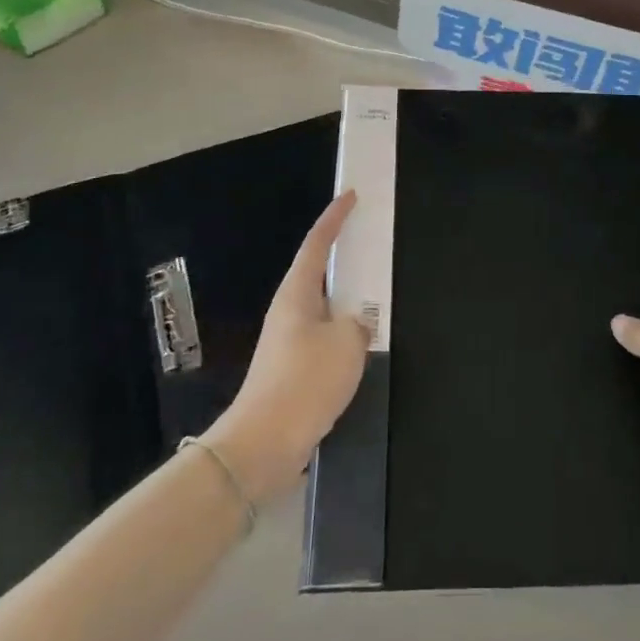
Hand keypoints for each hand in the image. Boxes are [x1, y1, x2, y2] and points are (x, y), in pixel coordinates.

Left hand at [203, 191, 369, 501]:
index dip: (334, 217)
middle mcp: (289, 311)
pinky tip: (363, 349)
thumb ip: (358, 324)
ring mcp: (288, 342)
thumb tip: (356, 326)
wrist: (263, 444)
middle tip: (370, 247)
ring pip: (324, 309)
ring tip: (376, 300)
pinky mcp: (292, 370)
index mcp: (297, 294)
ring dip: (347, 302)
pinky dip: (344, 335)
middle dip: (343, 259)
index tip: (350, 196)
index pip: (317, 243)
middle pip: (318, 273)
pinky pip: (325, 339)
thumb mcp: (346, 343)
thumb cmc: (305, 382)